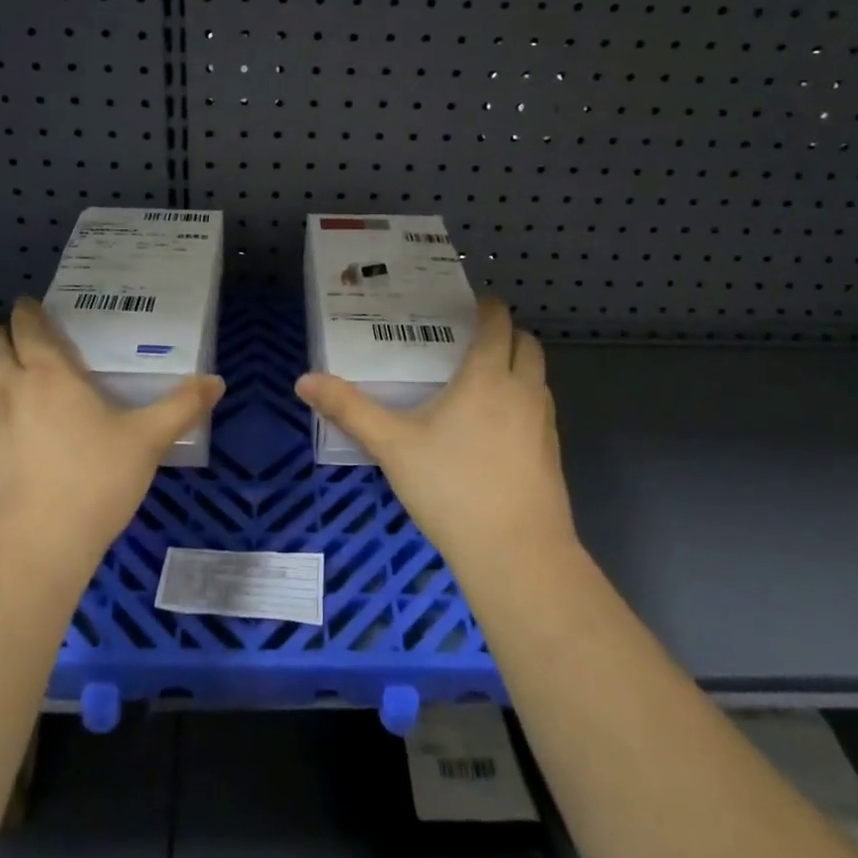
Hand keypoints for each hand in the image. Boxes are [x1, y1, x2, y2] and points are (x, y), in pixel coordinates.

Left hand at [0, 298, 224, 580]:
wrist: (30, 550)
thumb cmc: (92, 482)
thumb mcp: (147, 442)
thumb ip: (181, 407)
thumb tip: (217, 381)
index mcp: (48, 374)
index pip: (27, 326)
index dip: (28, 312)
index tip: (33, 307)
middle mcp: (8, 389)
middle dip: (3, 336)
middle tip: (28, 345)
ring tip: (13, 381)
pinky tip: (10, 433)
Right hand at [294, 298, 574, 573]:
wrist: (517, 554)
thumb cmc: (451, 487)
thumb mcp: (391, 446)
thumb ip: (349, 409)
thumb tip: (303, 381)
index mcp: (487, 376)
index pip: (498, 323)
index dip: (488, 307)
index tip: (470, 303)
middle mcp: (523, 390)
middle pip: (527, 343)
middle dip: (506, 333)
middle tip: (472, 339)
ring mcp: (544, 423)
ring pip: (538, 376)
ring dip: (517, 366)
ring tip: (482, 379)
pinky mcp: (553, 454)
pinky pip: (540, 409)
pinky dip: (523, 400)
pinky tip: (494, 428)